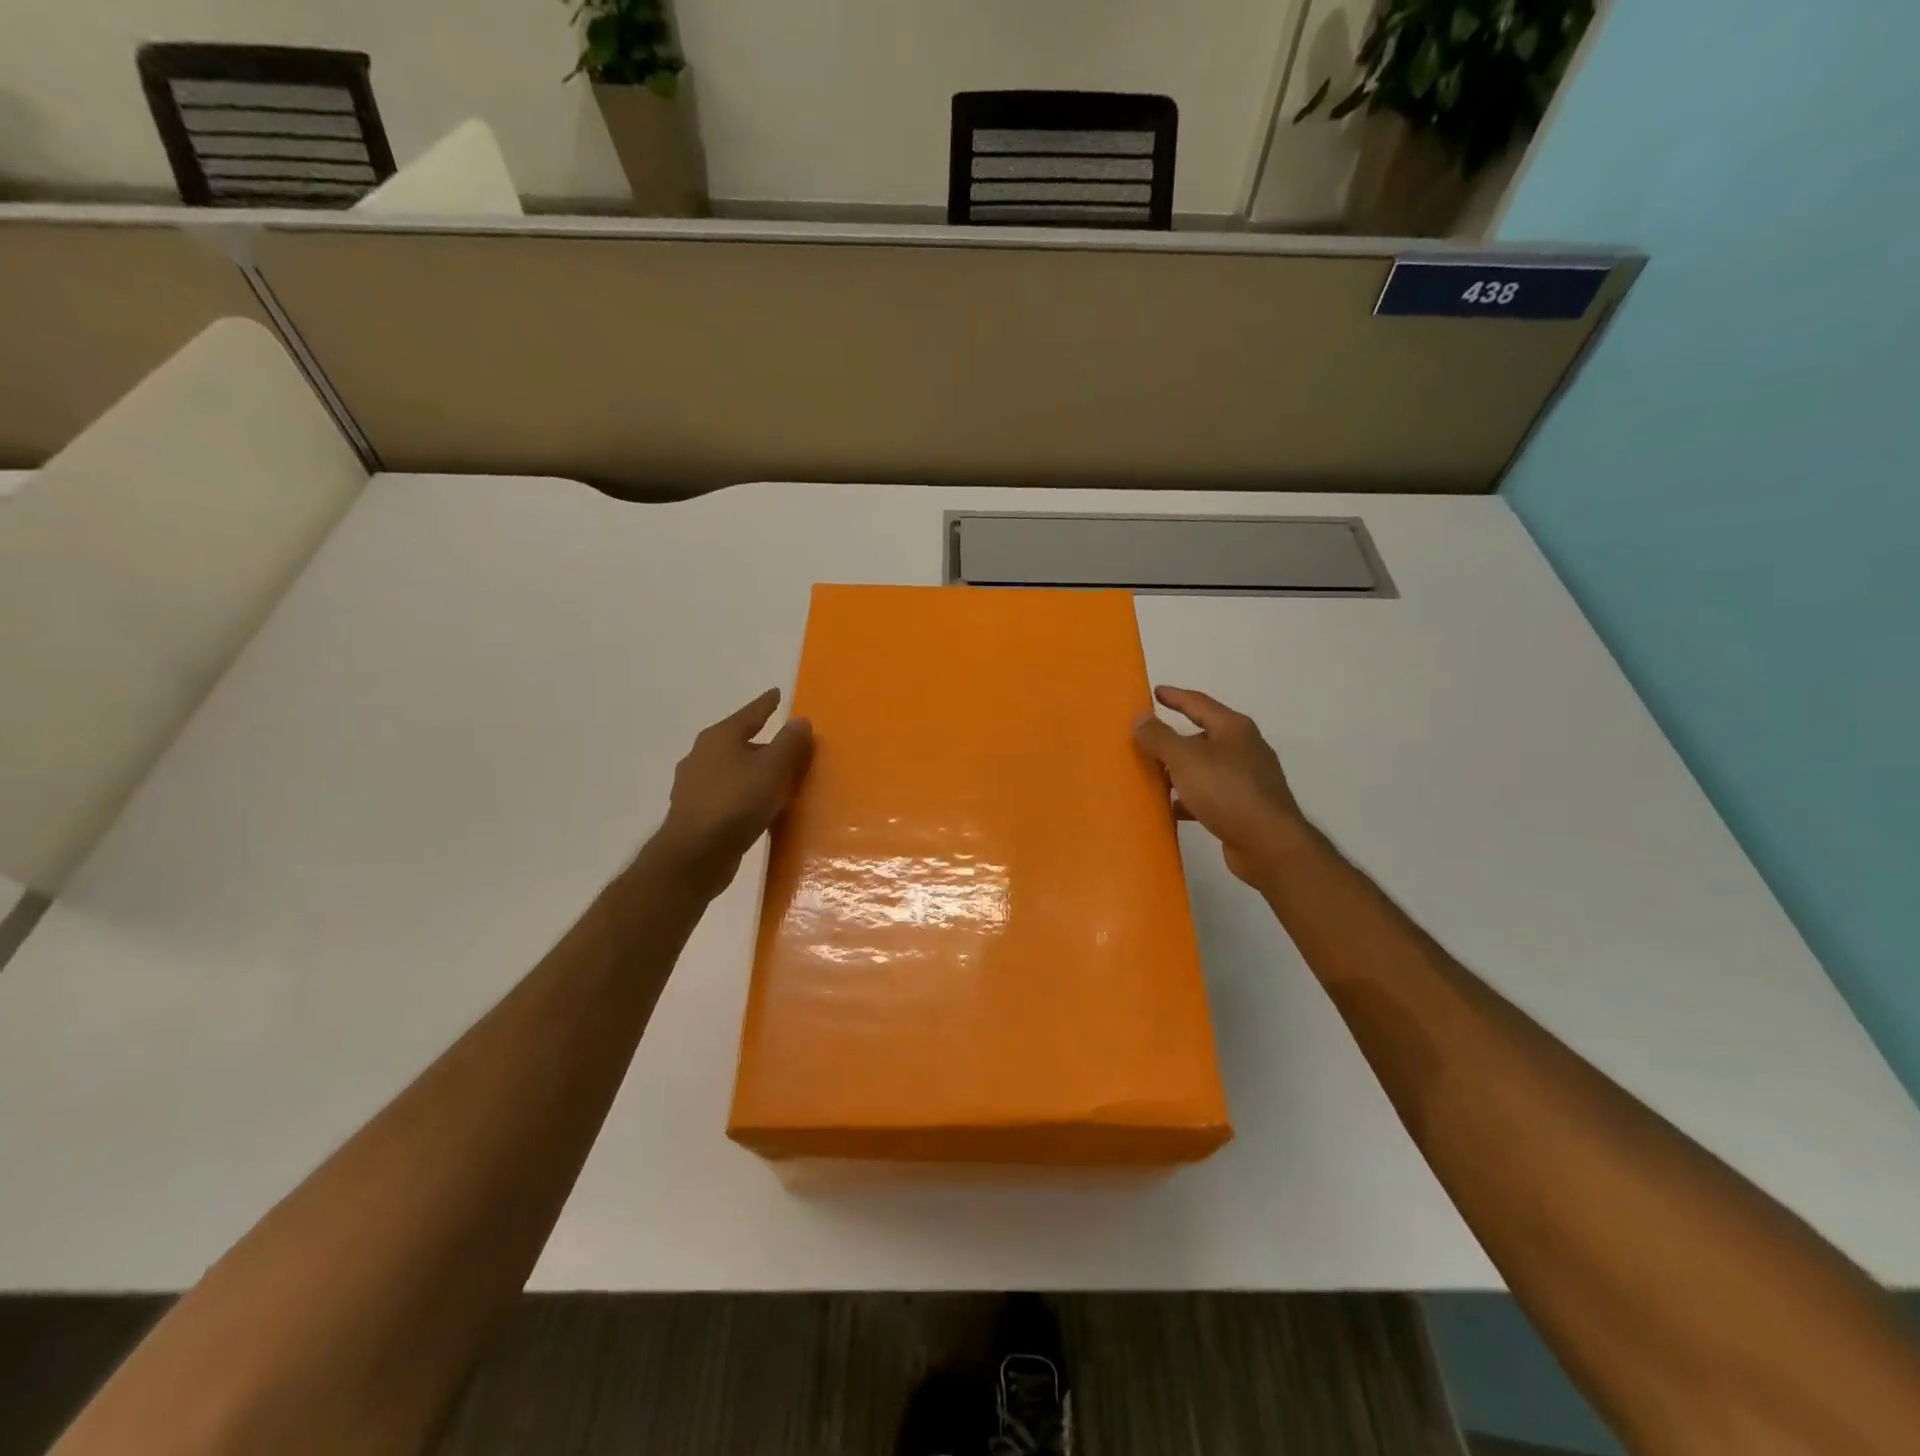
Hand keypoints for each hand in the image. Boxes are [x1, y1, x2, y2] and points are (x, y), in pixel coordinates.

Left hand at [654, 689, 813, 890]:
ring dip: (752, 771)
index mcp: (719, 737)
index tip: (777, 694)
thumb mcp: (773, 768)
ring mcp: (694, 785)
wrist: (695, 855)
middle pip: (738, 741)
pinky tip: (757, 807)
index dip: (766, 704)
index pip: (750, 713)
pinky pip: (727, 794)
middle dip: (761, 742)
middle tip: (786, 744)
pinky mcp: (695, 813)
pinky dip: (744, 794)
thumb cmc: (737, 803)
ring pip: (731, 770)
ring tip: (775, 778)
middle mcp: (701, 755)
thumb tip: (800, 720)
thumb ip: (789, 743)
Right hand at [1133, 686, 1310, 890]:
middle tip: (1146, 739)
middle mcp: (1244, 748)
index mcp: (1233, 728)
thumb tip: (1140, 717)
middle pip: (1202, 735)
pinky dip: (1190, 798)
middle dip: (1174, 738)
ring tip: (1153, 776)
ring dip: (1179, 770)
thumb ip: (1159, 737)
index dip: (1174, 696)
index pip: (1198, 703)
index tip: (1155, 692)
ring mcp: (1247, 779)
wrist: (1269, 844)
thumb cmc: (1227, 792)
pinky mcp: (1245, 806)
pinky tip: (1172, 808)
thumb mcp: (1185, 759)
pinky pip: (1210, 794)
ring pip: (1205, 767)